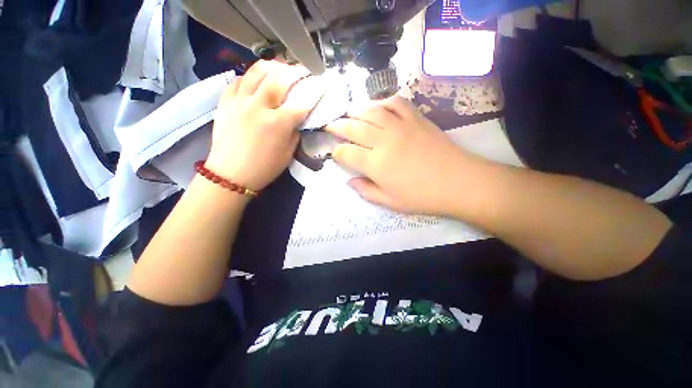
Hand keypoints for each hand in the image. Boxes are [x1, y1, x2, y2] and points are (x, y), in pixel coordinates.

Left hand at [206, 61, 313, 190]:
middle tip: (302, 71)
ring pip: (255, 72)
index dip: (313, 95)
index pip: (300, 104)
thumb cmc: (264, 168)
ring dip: (271, 66)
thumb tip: (297, 120)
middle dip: (294, 71)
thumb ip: (295, 133)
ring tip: (279, 68)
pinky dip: (249, 76)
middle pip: (278, 78)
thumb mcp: (288, 154)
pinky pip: (237, 81)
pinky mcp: (225, 103)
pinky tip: (255, 80)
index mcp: (277, 123)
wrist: (231, 174)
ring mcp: (239, 102)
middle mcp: (258, 107)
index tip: (320, 87)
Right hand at [325, 96, 480, 214]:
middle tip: (330, 125)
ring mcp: (400, 126)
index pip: (346, 154)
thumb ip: (366, 191)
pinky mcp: (416, 118)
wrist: (458, 182)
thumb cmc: (421, 196)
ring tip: (348, 113)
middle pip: (353, 128)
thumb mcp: (389, 202)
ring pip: (370, 111)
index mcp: (375, 164)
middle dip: (337, 126)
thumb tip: (349, 181)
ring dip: (355, 110)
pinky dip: (383, 101)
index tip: (335, 154)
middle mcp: (383, 141)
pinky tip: (378, 106)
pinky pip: (396, 102)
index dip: (337, 153)